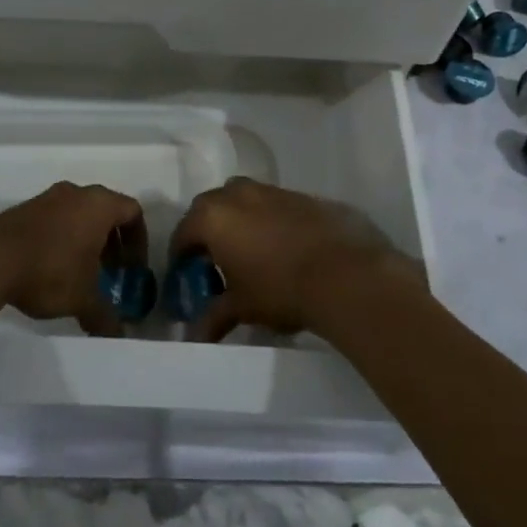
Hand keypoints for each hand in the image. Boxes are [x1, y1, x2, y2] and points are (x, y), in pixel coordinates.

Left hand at [0, 182, 145, 336]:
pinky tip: (52, 268)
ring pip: (78, 213)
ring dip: (86, 239)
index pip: (133, 212)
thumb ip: (105, 316)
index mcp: (98, 204)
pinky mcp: (24, 209)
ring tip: (81, 274)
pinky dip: (62, 238)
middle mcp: (76, 193)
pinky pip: (55, 218)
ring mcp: (47, 198)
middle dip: (112, 241)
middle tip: (111, 272)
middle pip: (106, 210)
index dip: (139, 240)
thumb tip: (118, 335)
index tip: (133, 268)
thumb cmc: (50, 270)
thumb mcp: (83, 298)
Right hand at [169, 178, 417, 342]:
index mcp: (213, 217)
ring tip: (250, 253)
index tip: (185, 274)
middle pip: (210, 208)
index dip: (181, 255)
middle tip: (214, 260)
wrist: (345, 273)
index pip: (184, 233)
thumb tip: (196, 335)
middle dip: (208, 231)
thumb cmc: (280, 289)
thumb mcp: (242, 307)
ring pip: (244, 201)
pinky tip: (283, 248)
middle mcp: (237, 194)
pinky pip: (274, 206)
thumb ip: (214, 316)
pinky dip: (270, 222)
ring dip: (240, 221)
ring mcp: (271, 191)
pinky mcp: (302, 195)